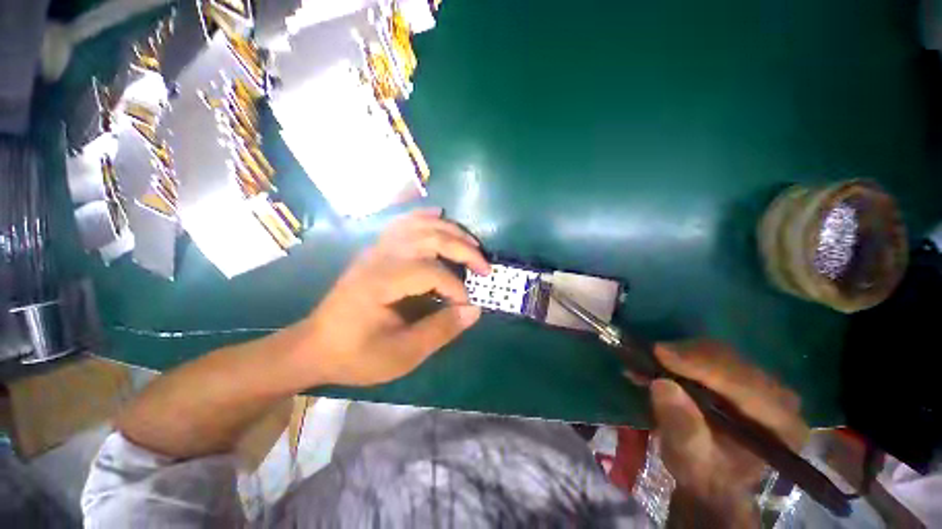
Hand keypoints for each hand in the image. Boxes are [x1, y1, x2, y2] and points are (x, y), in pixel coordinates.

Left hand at [292, 209, 489, 386]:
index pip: (431, 272)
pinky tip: (440, 216)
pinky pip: (404, 224)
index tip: (467, 306)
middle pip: (430, 238)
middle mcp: (380, 257)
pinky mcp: (376, 249)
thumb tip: (474, 310)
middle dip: (464, 250)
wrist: (316, 346)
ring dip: (451, 231)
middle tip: (485, 267)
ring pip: (420, 225)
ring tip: (472, 245)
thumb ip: (440, 331)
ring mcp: (377, 249)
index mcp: (381, 282)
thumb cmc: (356, 354)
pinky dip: (426, 217)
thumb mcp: (401, 355)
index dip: (456, 287)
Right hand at [650, 341, 808, 527]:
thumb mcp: (689, 458)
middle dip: (688, 356)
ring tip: (652, 360)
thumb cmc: (704, 472)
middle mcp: (781, 399)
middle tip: (651, 356)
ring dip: (683, 353)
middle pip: (733, 363)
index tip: (661, 353)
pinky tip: (663, 360)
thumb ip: (681, 427)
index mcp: (781, 427)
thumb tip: (662, 385)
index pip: (746, 385)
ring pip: (721, 353)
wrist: (713, 476)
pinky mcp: (744, 376)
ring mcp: (764, 384)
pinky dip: (684, 355)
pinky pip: (713, 354)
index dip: (702, 366)